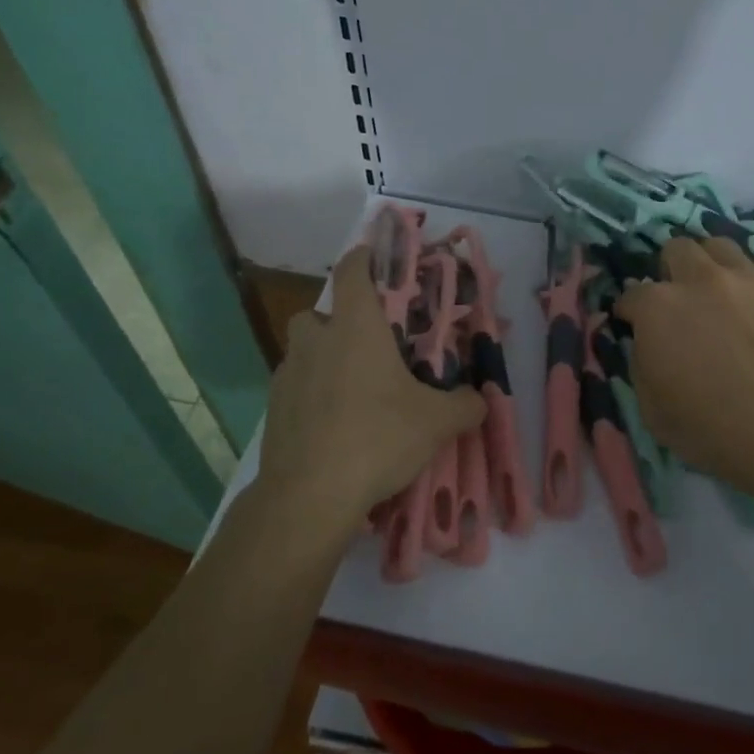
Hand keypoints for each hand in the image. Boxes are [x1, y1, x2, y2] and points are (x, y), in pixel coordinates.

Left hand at [258, 246, 484, 533]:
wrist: (309, 495)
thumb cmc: (377, 438)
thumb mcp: (437, 422)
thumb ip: (465, 404)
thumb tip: (480, 399)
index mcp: (355, 328)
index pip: (353, 271)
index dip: (365, 257)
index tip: (379, 259)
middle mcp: (316, 341)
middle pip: (320, 312)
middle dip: (340, 321)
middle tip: (370, 347)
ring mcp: (287, 374)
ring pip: (304, 350)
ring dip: (324, 357)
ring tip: (352, 387)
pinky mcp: (273, 408)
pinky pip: (295, 385)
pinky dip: (311, 392)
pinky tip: (332, 422)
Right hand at [616, 237, 753, 491]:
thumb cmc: (711, 429)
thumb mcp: (651, 408)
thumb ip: (640, 363)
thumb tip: (643, 342)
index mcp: (658, 308)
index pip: (631, 295)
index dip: (630, 311)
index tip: (634, 324)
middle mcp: (699, 279)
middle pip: (676, 249)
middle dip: (671, 270)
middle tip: (680, 299)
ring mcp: (747, 277)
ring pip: (721, 244)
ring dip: (712, 263)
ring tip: (720, 289)